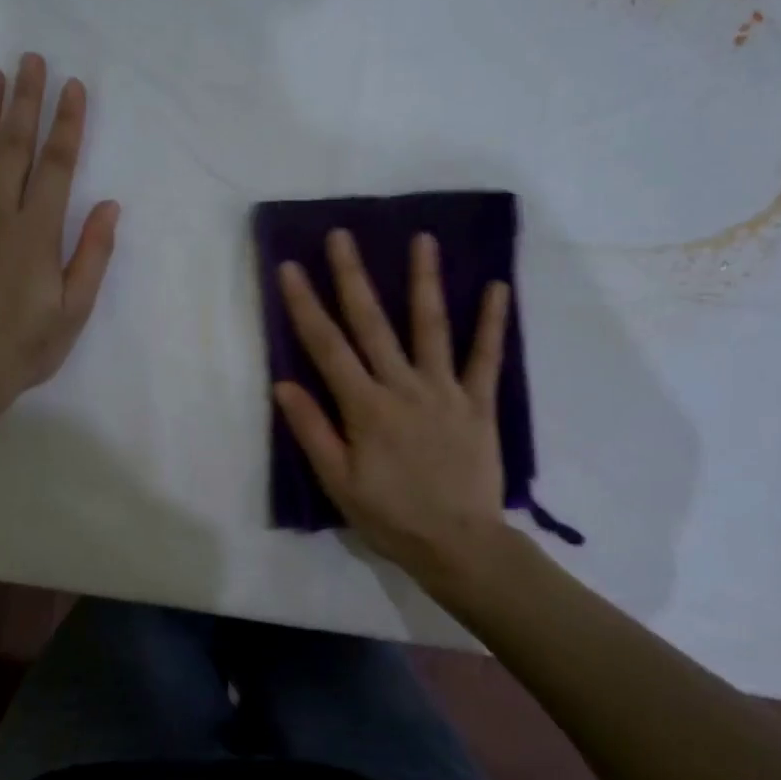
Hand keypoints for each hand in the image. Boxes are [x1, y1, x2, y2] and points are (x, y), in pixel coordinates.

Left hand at [0, 54, 118, 415]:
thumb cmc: (25, 346)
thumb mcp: (74, 309)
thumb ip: (92, 254)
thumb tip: (109, 205)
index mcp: (38, 232)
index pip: (58, 166)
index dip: (68, 123)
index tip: (73, 87)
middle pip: (14, 147)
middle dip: (26, 101)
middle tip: (30, 59)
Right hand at [274, 230, 510, 584]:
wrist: (458, 544)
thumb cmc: (391, 517)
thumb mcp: (339, 483)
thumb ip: (313, 431)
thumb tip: (283, 384)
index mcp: (365, 407)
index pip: (327, 347)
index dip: (305, 305)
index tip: (290, 268)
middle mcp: (402, 387)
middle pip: (373, 324)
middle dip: (353, 277)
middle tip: (342, 235)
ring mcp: (444, 391)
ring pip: (431, 327)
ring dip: (424, 281)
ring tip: (423, 239)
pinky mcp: (478, 403)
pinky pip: (485, 357)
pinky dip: (492, 322)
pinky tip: (497, 287)